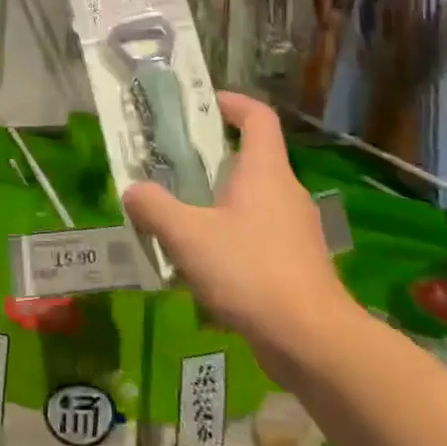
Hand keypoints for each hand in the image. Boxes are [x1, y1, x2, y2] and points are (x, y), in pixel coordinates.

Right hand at [123, 92, 358, 380]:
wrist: (313, 342)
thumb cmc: (250, 271)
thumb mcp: (188, 236)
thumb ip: (154, 208)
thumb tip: (132, 190)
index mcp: (265, 171)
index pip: (257, 116)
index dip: (232, 102)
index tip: (202, 105)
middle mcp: (285, 192)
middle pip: (250, 158)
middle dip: (210, 158)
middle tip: (172, 166)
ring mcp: (295, 230)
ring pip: (252, 201)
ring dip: (217, 202)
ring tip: (179, 218)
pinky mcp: (297, 264)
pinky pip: (257, 235)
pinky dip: (230, 238)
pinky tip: (203, 266)